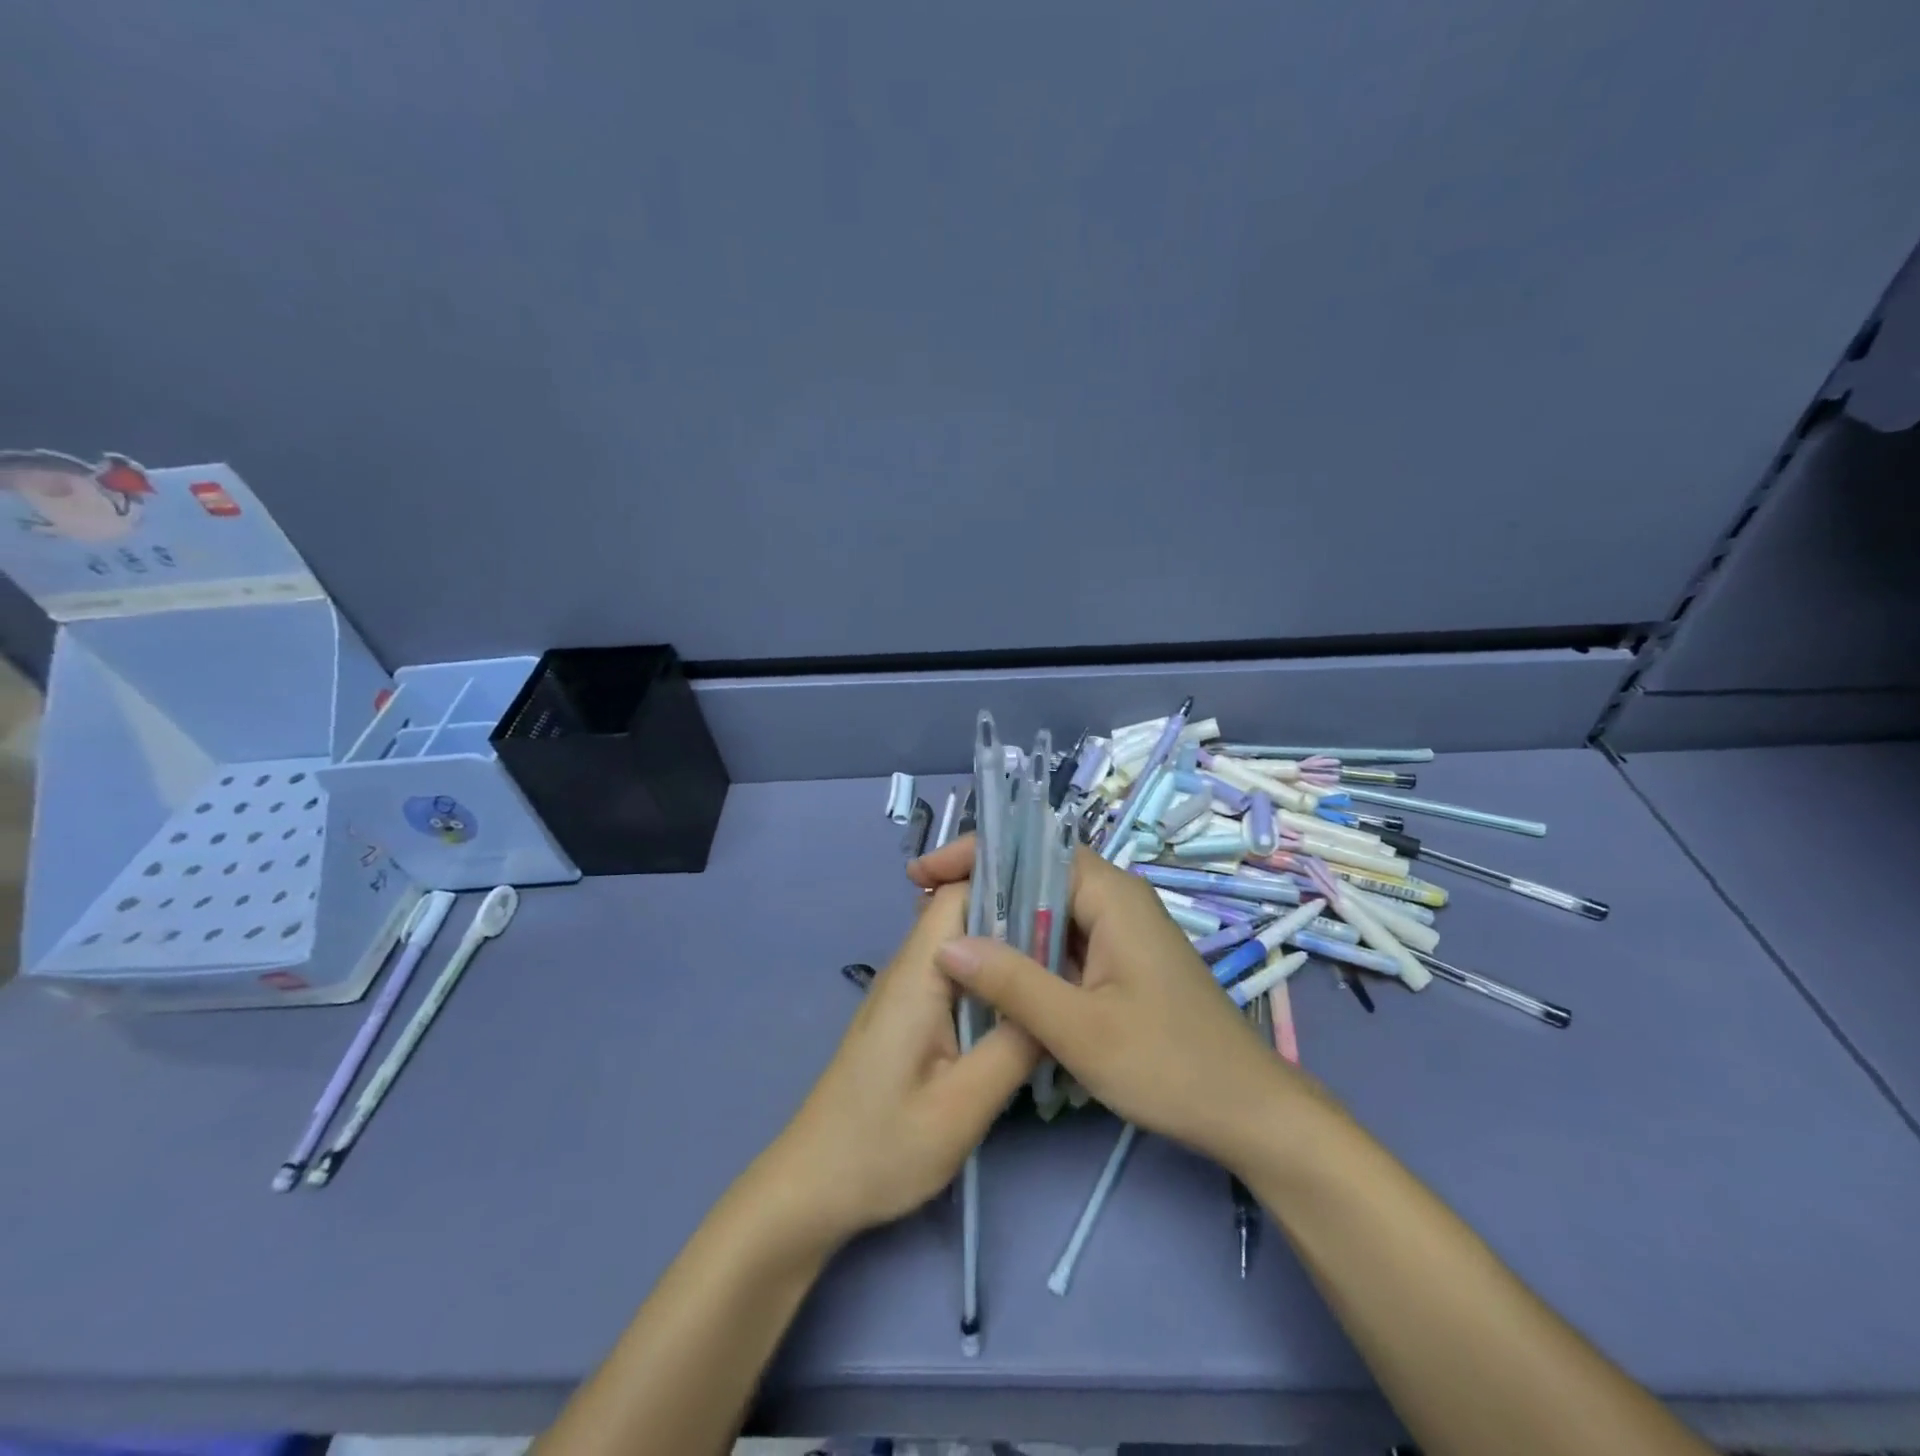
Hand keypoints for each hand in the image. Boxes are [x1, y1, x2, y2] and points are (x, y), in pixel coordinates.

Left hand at [761, 880, 1039, 1248]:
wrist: (812, 1188)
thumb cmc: (881, 1148)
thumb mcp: (960, 1108)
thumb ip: (1013, 1049)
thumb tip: (1056, 1003)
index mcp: (917, 975)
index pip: (959, 894)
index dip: (1008, 884)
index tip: (1061, 901)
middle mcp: (908, 969)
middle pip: (964, 915)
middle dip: (1017, 916)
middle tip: (1074, 942)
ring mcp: (905, 993)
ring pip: (962, 947)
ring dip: (1005, 951)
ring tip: (1058, 969)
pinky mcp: (908, 1016)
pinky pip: (954, 977)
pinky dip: (989, 980)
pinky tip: (1021, 1006)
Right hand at [911, 837, 1319, 1168]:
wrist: (1248, 1113)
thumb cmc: (1169, 1065)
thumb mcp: (1080, 1029)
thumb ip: (1013, 982)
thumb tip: (948, 944)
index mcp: (1111, 895)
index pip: (1031, 850)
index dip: (974, 855)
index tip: (922, 875)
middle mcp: (1116, 899)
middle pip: (1036, 875)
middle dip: (980, 888)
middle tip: (924, 910)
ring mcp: (1120, 931)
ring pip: (1046, 910)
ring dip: (999, 921)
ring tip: (944, 937)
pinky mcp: (1120, 961)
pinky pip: (1062, 940)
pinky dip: (1024, 950)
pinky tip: (992, 972)